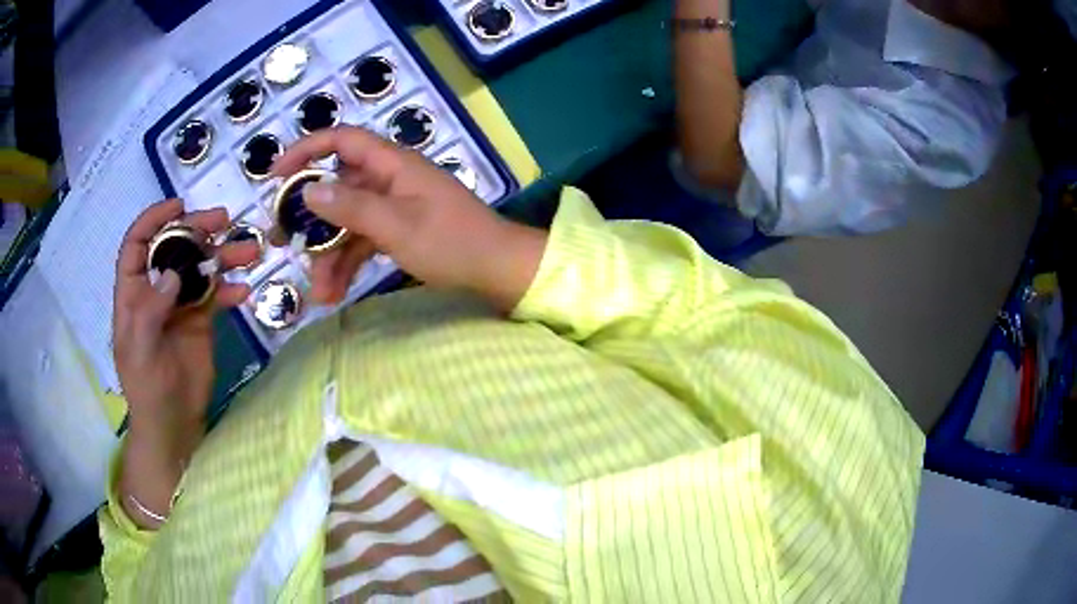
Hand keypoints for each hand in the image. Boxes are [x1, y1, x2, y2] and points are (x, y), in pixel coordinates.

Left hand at [113, 200, 258, 528]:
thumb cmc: (146, 387)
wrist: (172, 423)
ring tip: (247, 251)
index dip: (154, 220)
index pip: (138, 244)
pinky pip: (216, 294)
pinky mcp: (201, 320)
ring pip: (200, 266)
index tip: (179, 207)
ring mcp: (180, 303)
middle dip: (197, 230)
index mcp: (133, 292)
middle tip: (224, 220)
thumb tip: (172, 272)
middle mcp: (156, 290)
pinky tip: (244, 291)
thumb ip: (150, 309)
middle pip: (174, 246)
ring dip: (222, 255)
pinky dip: (230, 289)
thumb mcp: (139, 350)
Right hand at [271, 126, 546, 310]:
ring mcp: (394, 205)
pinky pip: (364, 240)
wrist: (499, 270)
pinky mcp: (400, 229)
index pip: (341, 140)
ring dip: (329, 255)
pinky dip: (349, 263)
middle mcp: (390, 179)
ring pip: (348, 222)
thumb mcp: (396, 226)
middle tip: (283, 245)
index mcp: (392, 164)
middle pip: (338, 189)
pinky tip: (335, 292)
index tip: (275, 176)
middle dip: (310, 220)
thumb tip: (308, 190)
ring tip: (319, 293)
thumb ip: (350, 207)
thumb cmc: (452, 243)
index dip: (305, 151)